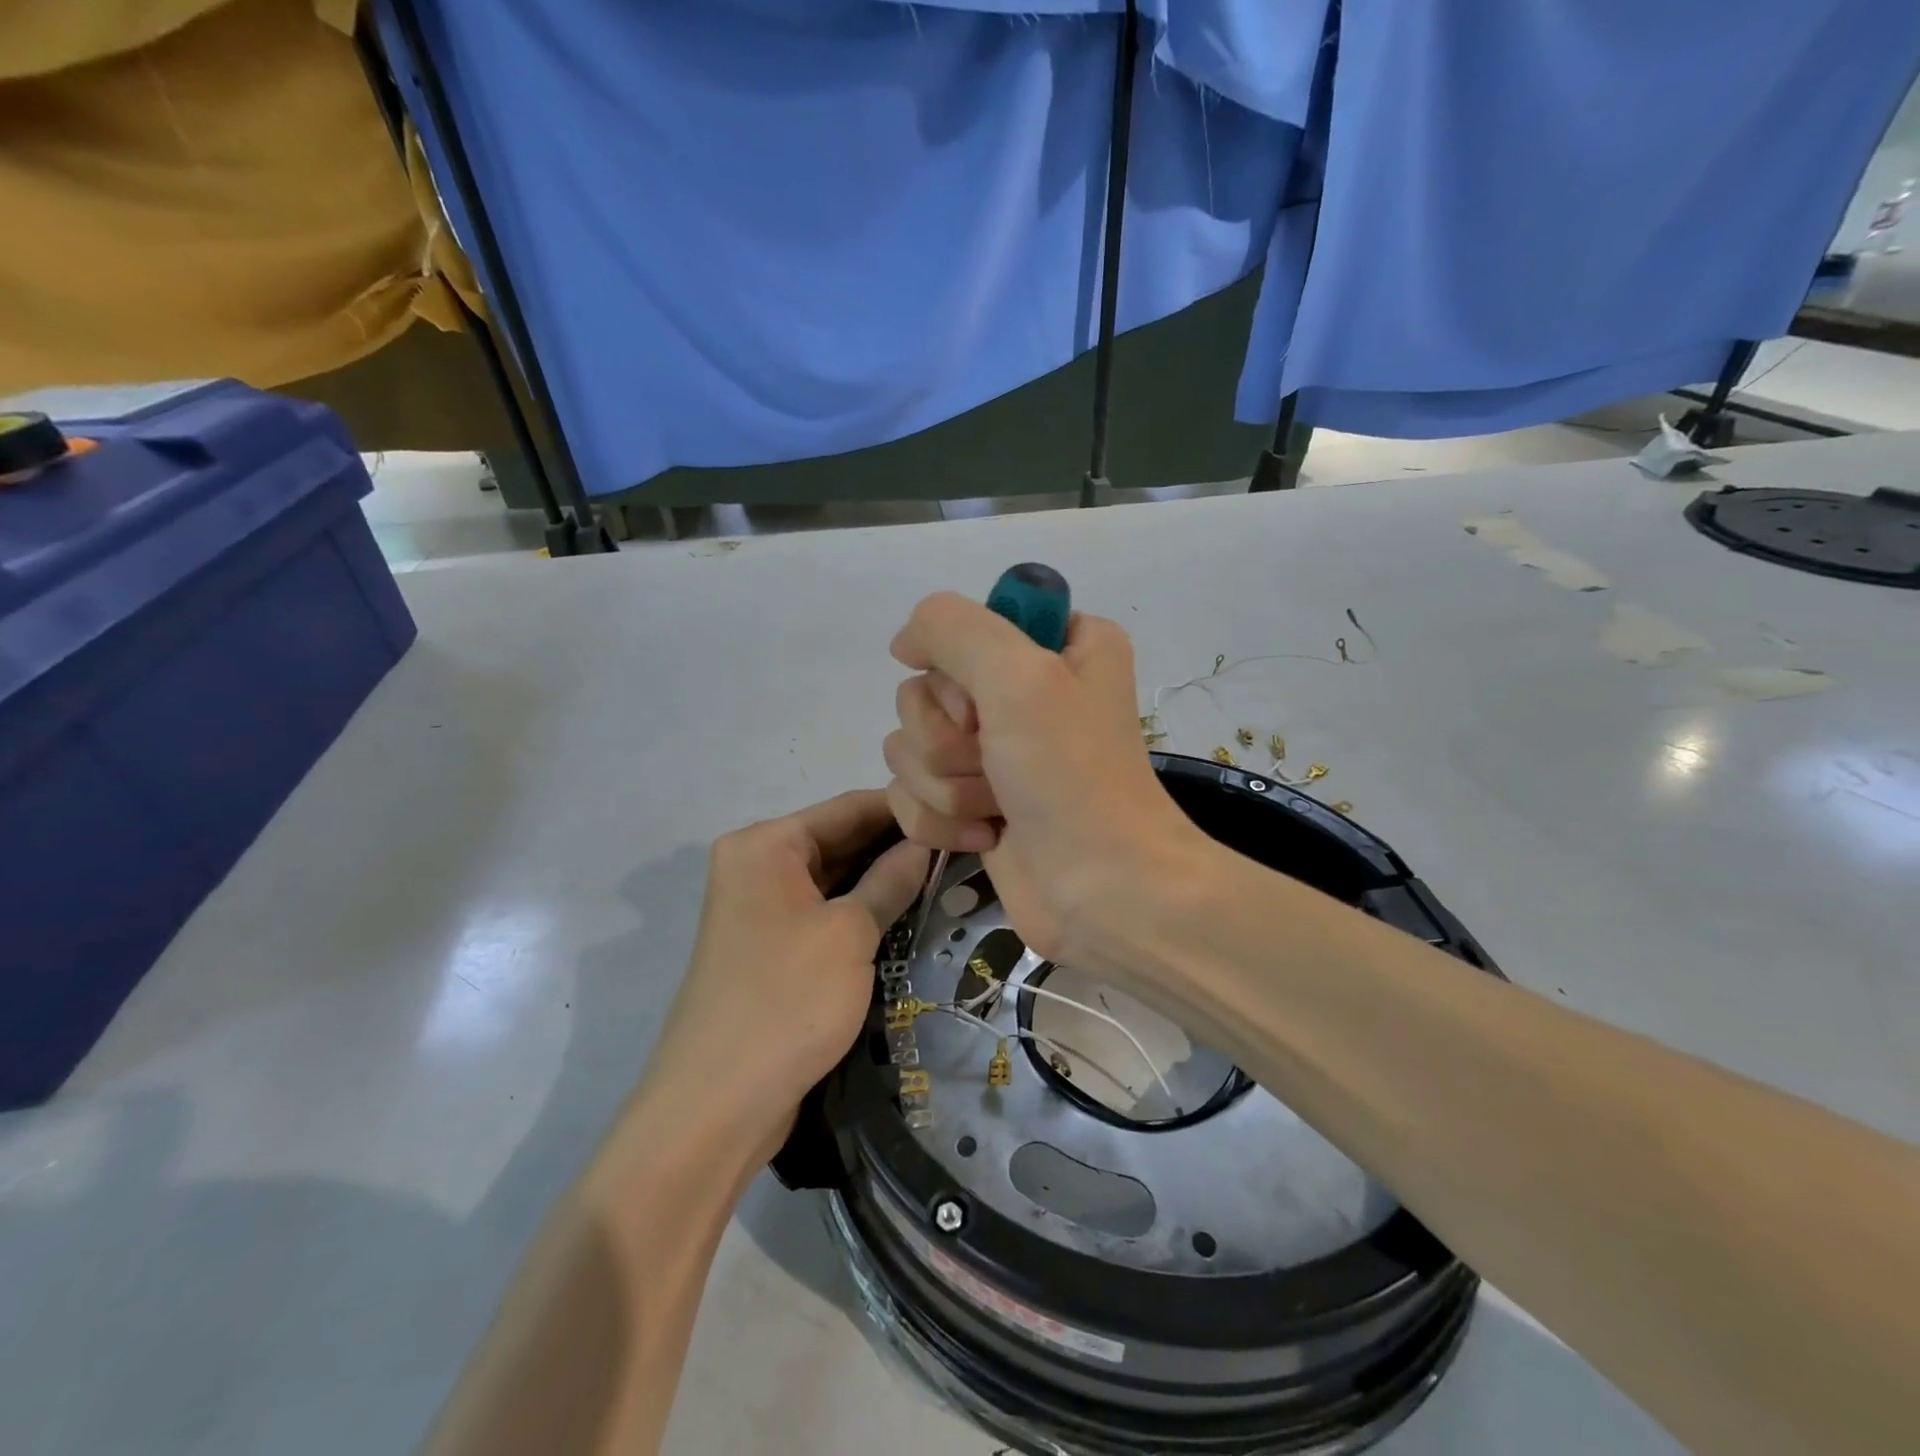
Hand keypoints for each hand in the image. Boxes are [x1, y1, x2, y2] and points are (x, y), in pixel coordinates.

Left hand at [646, 791, 927, 1155]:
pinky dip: (863, 908)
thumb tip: (927, 840)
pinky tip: (910, 908)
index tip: (960, 808)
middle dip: (898, 843)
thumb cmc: (787, 1000)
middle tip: (964, 843)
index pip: (847, 807)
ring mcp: (763, 908)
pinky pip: (825, 911)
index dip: (905, 807)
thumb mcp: (850, 933)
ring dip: (884, 877)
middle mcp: (758, 865)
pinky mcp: (773, 947)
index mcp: (765, 845)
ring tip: (949, 870)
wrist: (718, 1104)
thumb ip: (891, 879)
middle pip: (840, 839)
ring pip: (836, 878)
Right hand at [883, 593, 1203, 969]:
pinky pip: (911, 794)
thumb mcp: (1020, 676)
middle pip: (923, 692)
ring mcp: (995, 751)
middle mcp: (1024, 691)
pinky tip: (987, 836)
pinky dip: (942, 821)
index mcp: (1056, 644)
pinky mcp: (973, 802)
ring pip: (909, 746)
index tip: (983, 704)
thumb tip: (903, 644)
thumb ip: (952, 628)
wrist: (1103, 893)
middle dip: (947, 739)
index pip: (960, 627)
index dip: (957, 670)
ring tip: (998, 807)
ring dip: (946, 785)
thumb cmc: (1073, 778)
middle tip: (996, 763)